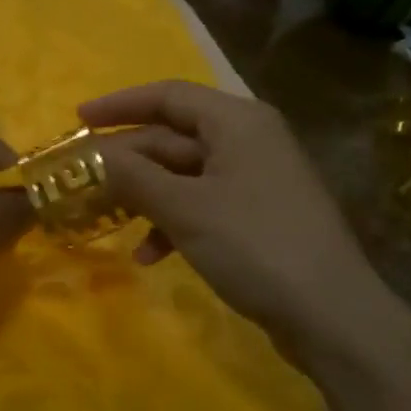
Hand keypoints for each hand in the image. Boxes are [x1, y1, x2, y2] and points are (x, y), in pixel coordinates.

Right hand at [82, 81, 405, 361]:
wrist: (332, 315)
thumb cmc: (255, 245)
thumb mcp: (184, 208)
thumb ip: (134, 176)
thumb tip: (95, 154)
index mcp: (237, 121)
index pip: (168, 95)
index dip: (119, 105)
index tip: (78, 120)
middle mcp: (249, 139)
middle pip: (174, 136)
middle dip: (127, 160)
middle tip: (83, 179)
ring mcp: (257, 179)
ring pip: (185, 174)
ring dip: (146, 195)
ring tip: (108, 220)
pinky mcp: (259, 215)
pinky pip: (204, 203)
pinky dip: (174, 221)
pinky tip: (151, 255)